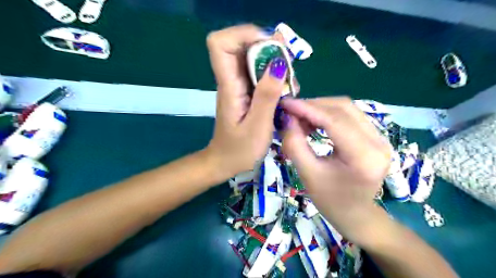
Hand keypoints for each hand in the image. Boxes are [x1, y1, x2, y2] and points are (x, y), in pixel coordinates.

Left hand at [207, 24, 290, 175]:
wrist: (225, 163)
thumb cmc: (239, 150)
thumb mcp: (258, 126)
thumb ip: (267, 95)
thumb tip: (278, 63)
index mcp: (229, 86)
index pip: (220, 43)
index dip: (242, 35)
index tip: (268, 47)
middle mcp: (231, 80)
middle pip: (242, 45)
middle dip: (268, 48)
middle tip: (288, 66)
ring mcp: (238, 85)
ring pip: (254, 58)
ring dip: (274, 63)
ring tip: (289, 84)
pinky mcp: (246, 92)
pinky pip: (259, 73)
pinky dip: (274, 76)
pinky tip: (285, 91)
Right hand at [283, 97, 391, 243]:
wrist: (356, 214)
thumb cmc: (330, 200)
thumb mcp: (308, 174)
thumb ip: (295, 144)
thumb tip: (287, 118)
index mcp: (364, 157)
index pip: (335, 121)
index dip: (308, 108)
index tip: (286, 103)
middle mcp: (378, 142)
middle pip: (343, 108)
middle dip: (313, 106)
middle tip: (291, 111)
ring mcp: (380, 137)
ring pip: (347, 108)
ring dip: (320, 108)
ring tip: (300, 118)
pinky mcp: (375, 136)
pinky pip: (350, 115)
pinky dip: (328, 114)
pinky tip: (314, 122)